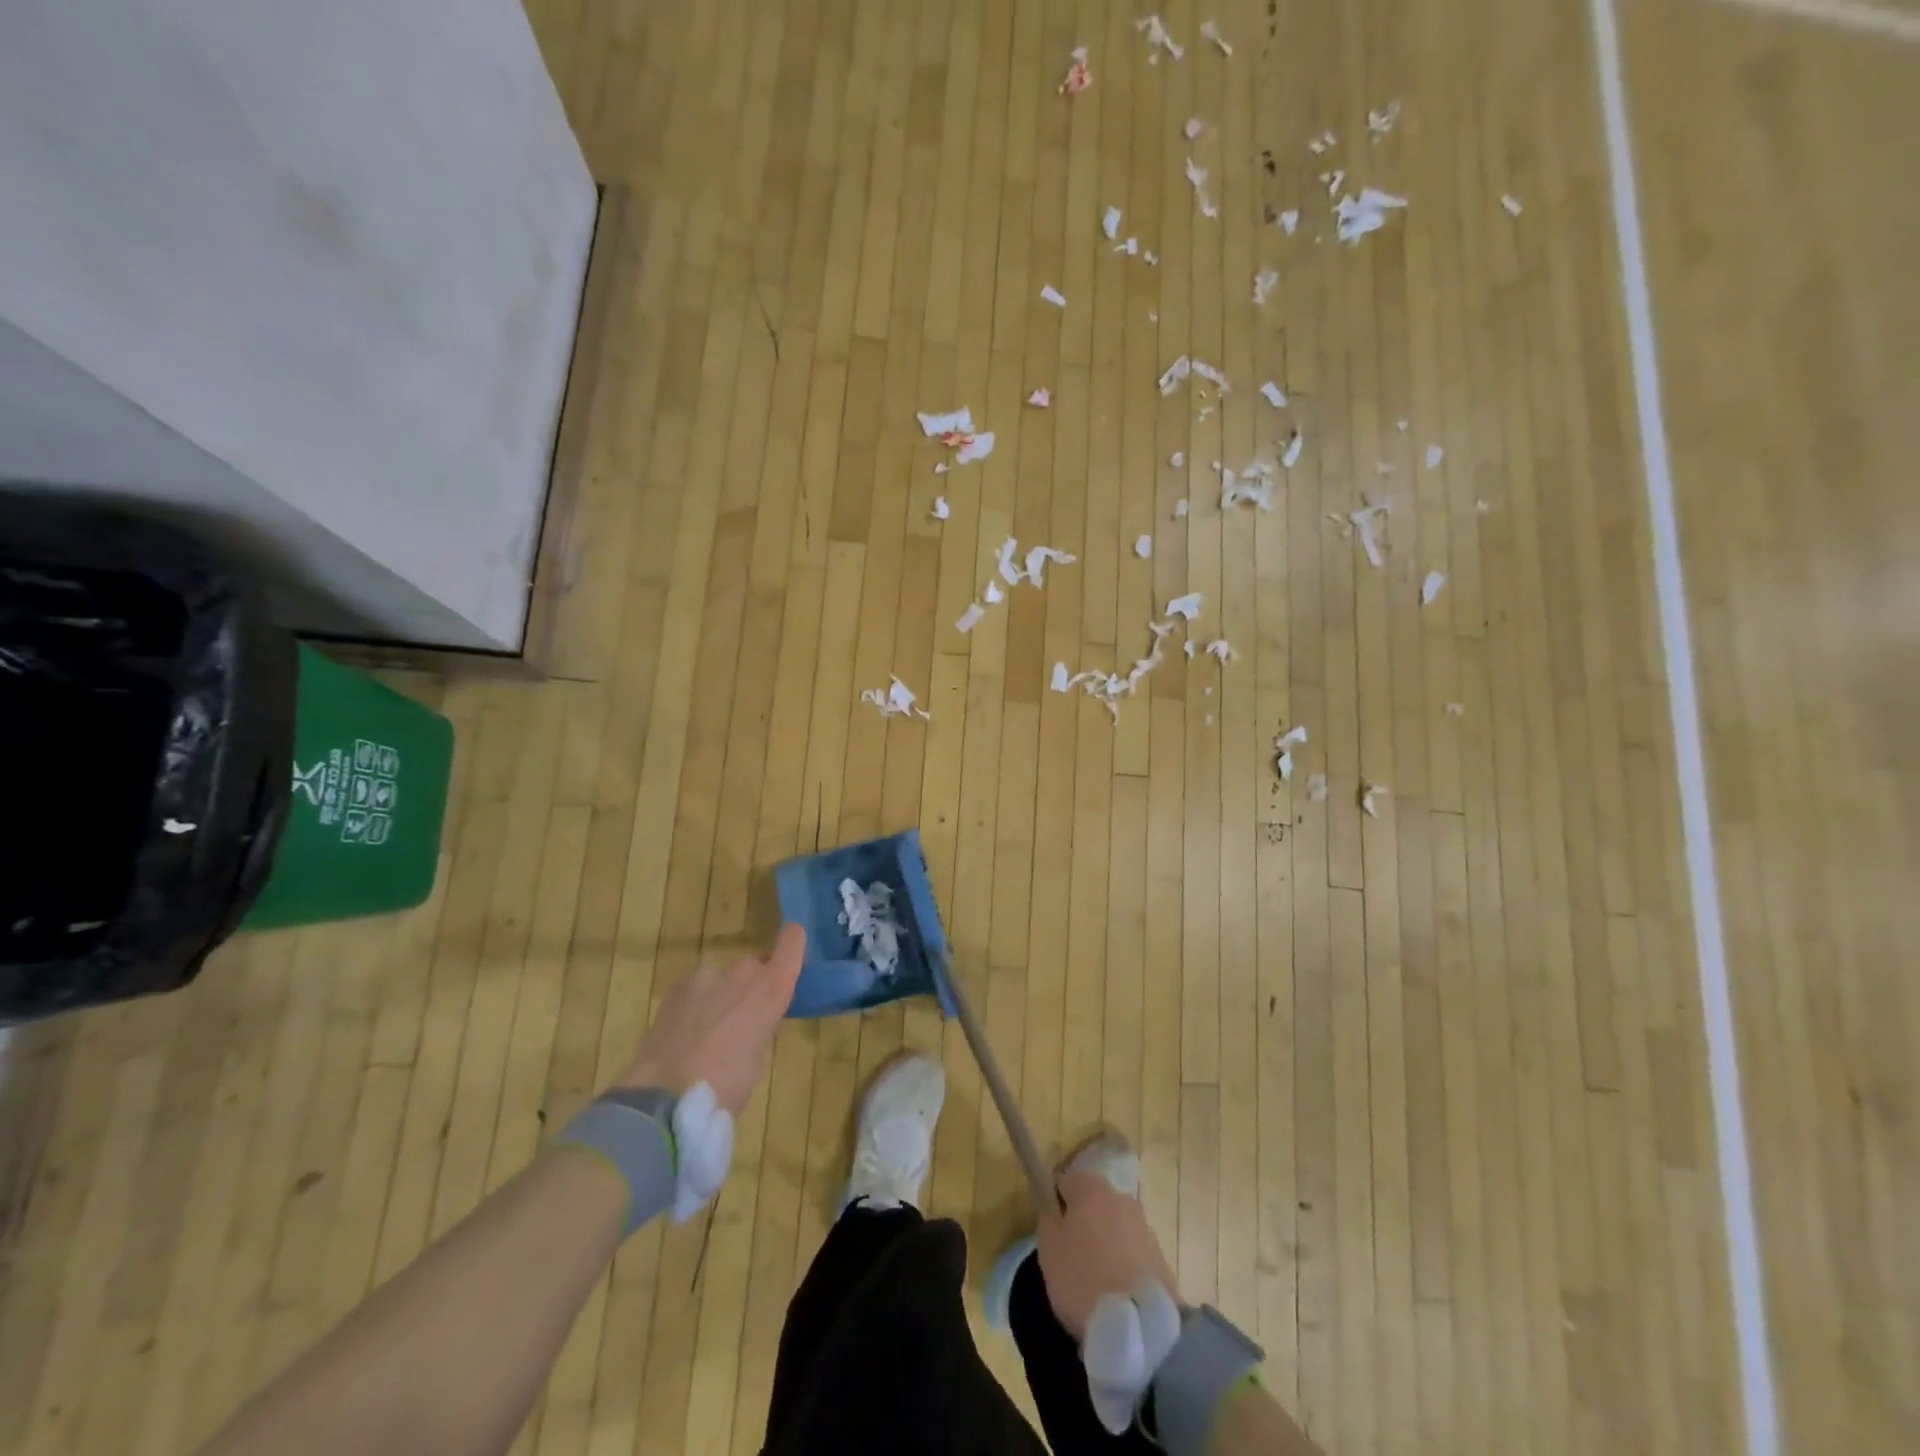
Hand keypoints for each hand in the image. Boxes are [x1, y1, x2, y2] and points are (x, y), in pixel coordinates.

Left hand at [617, 924, 804, 1113]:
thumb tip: (752, 1021)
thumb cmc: (726, 1086)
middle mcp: (742, 971)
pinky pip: (698, 987)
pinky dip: (697, 1002)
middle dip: (753, 984)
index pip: (791, 941)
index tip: (791, 953)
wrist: (663, 1097)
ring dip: (723, 994)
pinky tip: (686, 1032)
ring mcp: (706, 974)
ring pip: (723, 977)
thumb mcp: (758, 1058)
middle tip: (745, 1018)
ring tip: (710, 1031)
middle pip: (754, 964)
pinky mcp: (676, 986)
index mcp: (771, 987)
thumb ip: (761, 1026)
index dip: (793, 943)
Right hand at [1036, 1166, 1179, 1339]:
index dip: (1056, 1203)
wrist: (1139, 1324)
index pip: (1066, 1180)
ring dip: (1105, 1243)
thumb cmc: (1082, 1278)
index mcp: (1091, 1188)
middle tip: (1072, 1257)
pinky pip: (1133, 1252)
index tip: (1052, 1231)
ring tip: (1096, 1280)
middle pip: (1094, 1202)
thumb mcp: (1048, 1247)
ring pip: (1115, 1227)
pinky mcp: (1161, 1257)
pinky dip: (1123, 1264)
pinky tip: (1116, 1292)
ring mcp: (1144, 1226)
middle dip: (1084, 1222)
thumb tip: (1055, 1206)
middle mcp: (1120, 1197)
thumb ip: (1048, 1217)